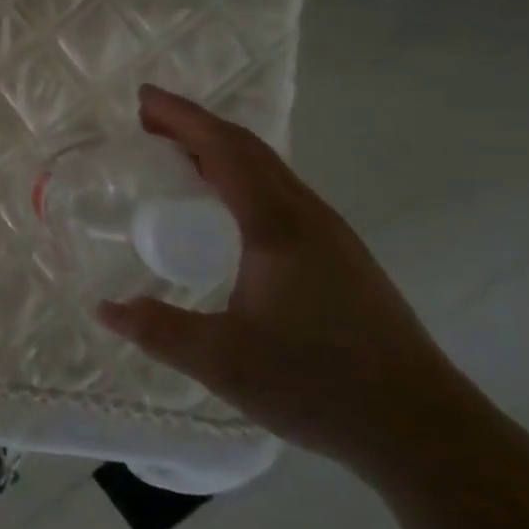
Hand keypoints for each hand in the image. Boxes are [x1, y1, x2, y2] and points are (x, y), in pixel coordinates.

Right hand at [96, 85, 494, 480]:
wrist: (424, 430)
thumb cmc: (320, 385)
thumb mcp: (223, 362)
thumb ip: (159, 331)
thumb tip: (105, 309)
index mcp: (277, 225)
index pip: (224, 150)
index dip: (181, 118)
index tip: (142, 99)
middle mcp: (307, 216)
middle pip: (248, 149)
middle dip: (196, 126)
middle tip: (149, 120)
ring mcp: (331, 236)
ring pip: (269, 170)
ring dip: (221, 150)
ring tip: (179, 155)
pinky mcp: (341, 258)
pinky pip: (280, 194)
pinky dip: (242, 177)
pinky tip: (226, 209)